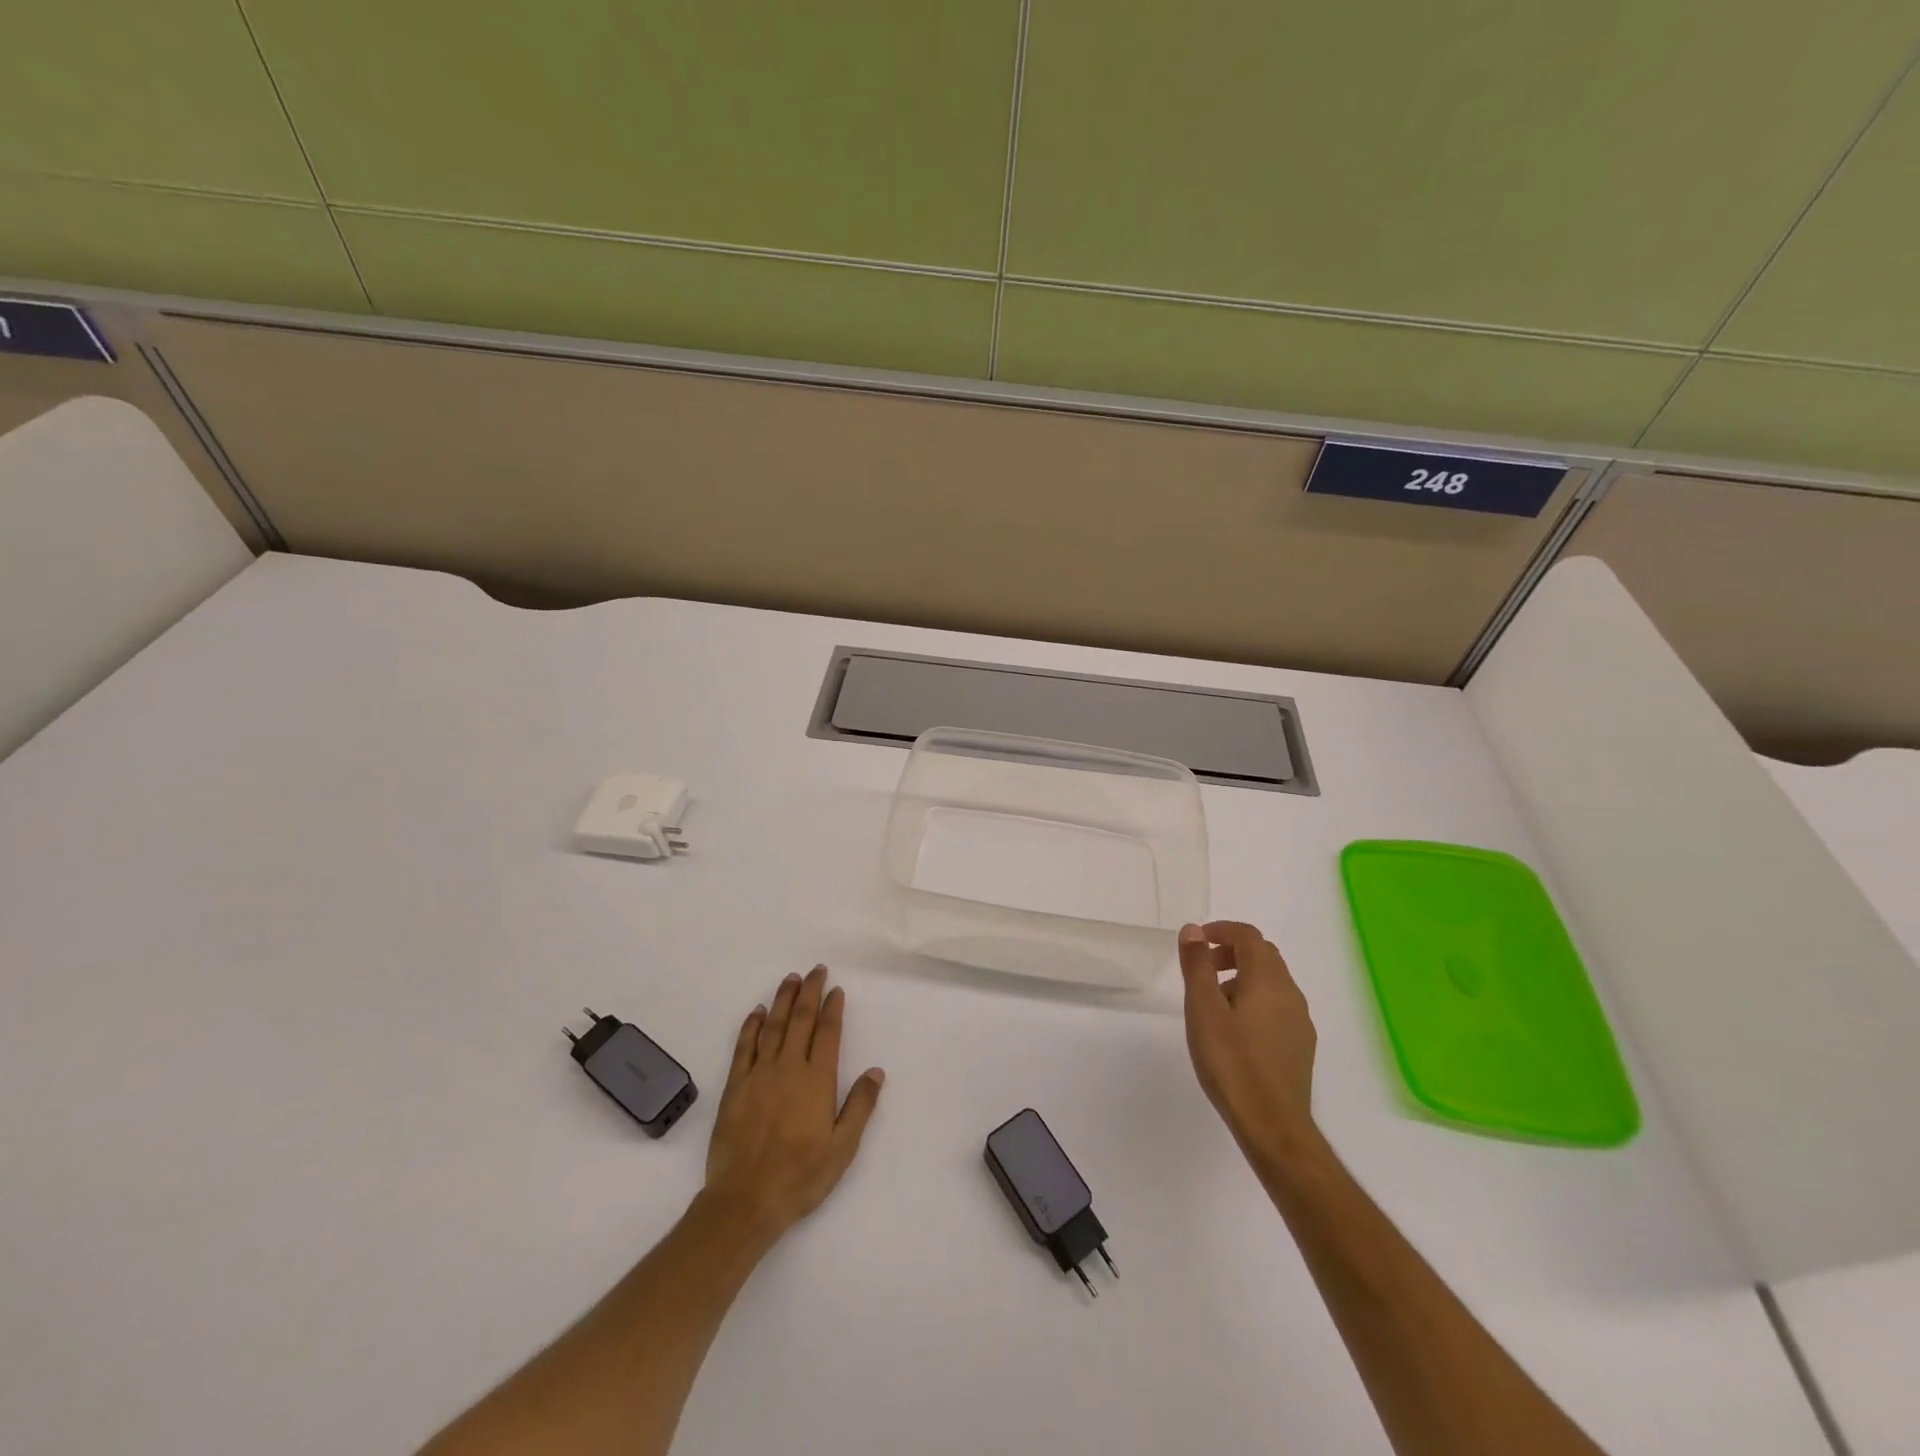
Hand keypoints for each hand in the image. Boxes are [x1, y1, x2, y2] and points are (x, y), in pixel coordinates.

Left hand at [702, 965, 884, 1240]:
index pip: (828, 1033)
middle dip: (809, 992)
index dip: (833, 1008)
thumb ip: (860, 1106)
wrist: (746, 1200)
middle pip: (800, 1020)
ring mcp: (759, 1075)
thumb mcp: (842, 1148)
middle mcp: (788, 1068)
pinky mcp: (735, 1087)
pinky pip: (744, 1047)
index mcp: (817, 1080)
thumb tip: (876, 1071)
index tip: (836, 989)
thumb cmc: (801, 1176)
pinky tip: (757, 1012)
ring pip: (773, 1026)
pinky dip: (751, 1026)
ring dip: (782, 1000)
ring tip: (790, 978)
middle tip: (815, 970)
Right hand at [1178, 921, 1321, 1170]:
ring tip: (1213, 1003)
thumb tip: (1194, 930)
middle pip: (1263, 955)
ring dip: (1243, 977)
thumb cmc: (1231, 1062)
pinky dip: (1255, 1000)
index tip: (1196, 941)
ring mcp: (1300, 1022)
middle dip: (1231, 952)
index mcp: (1268, 980)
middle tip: (1201, 969)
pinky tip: (1235, 1030)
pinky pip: (1277, 1006)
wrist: (1272, 1125)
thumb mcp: (1203, 1009)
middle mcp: (1290, 993)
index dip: (1222, 930)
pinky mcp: (1301, 1046)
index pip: (1248, 936)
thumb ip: (1197, 965)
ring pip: (1272, 982)